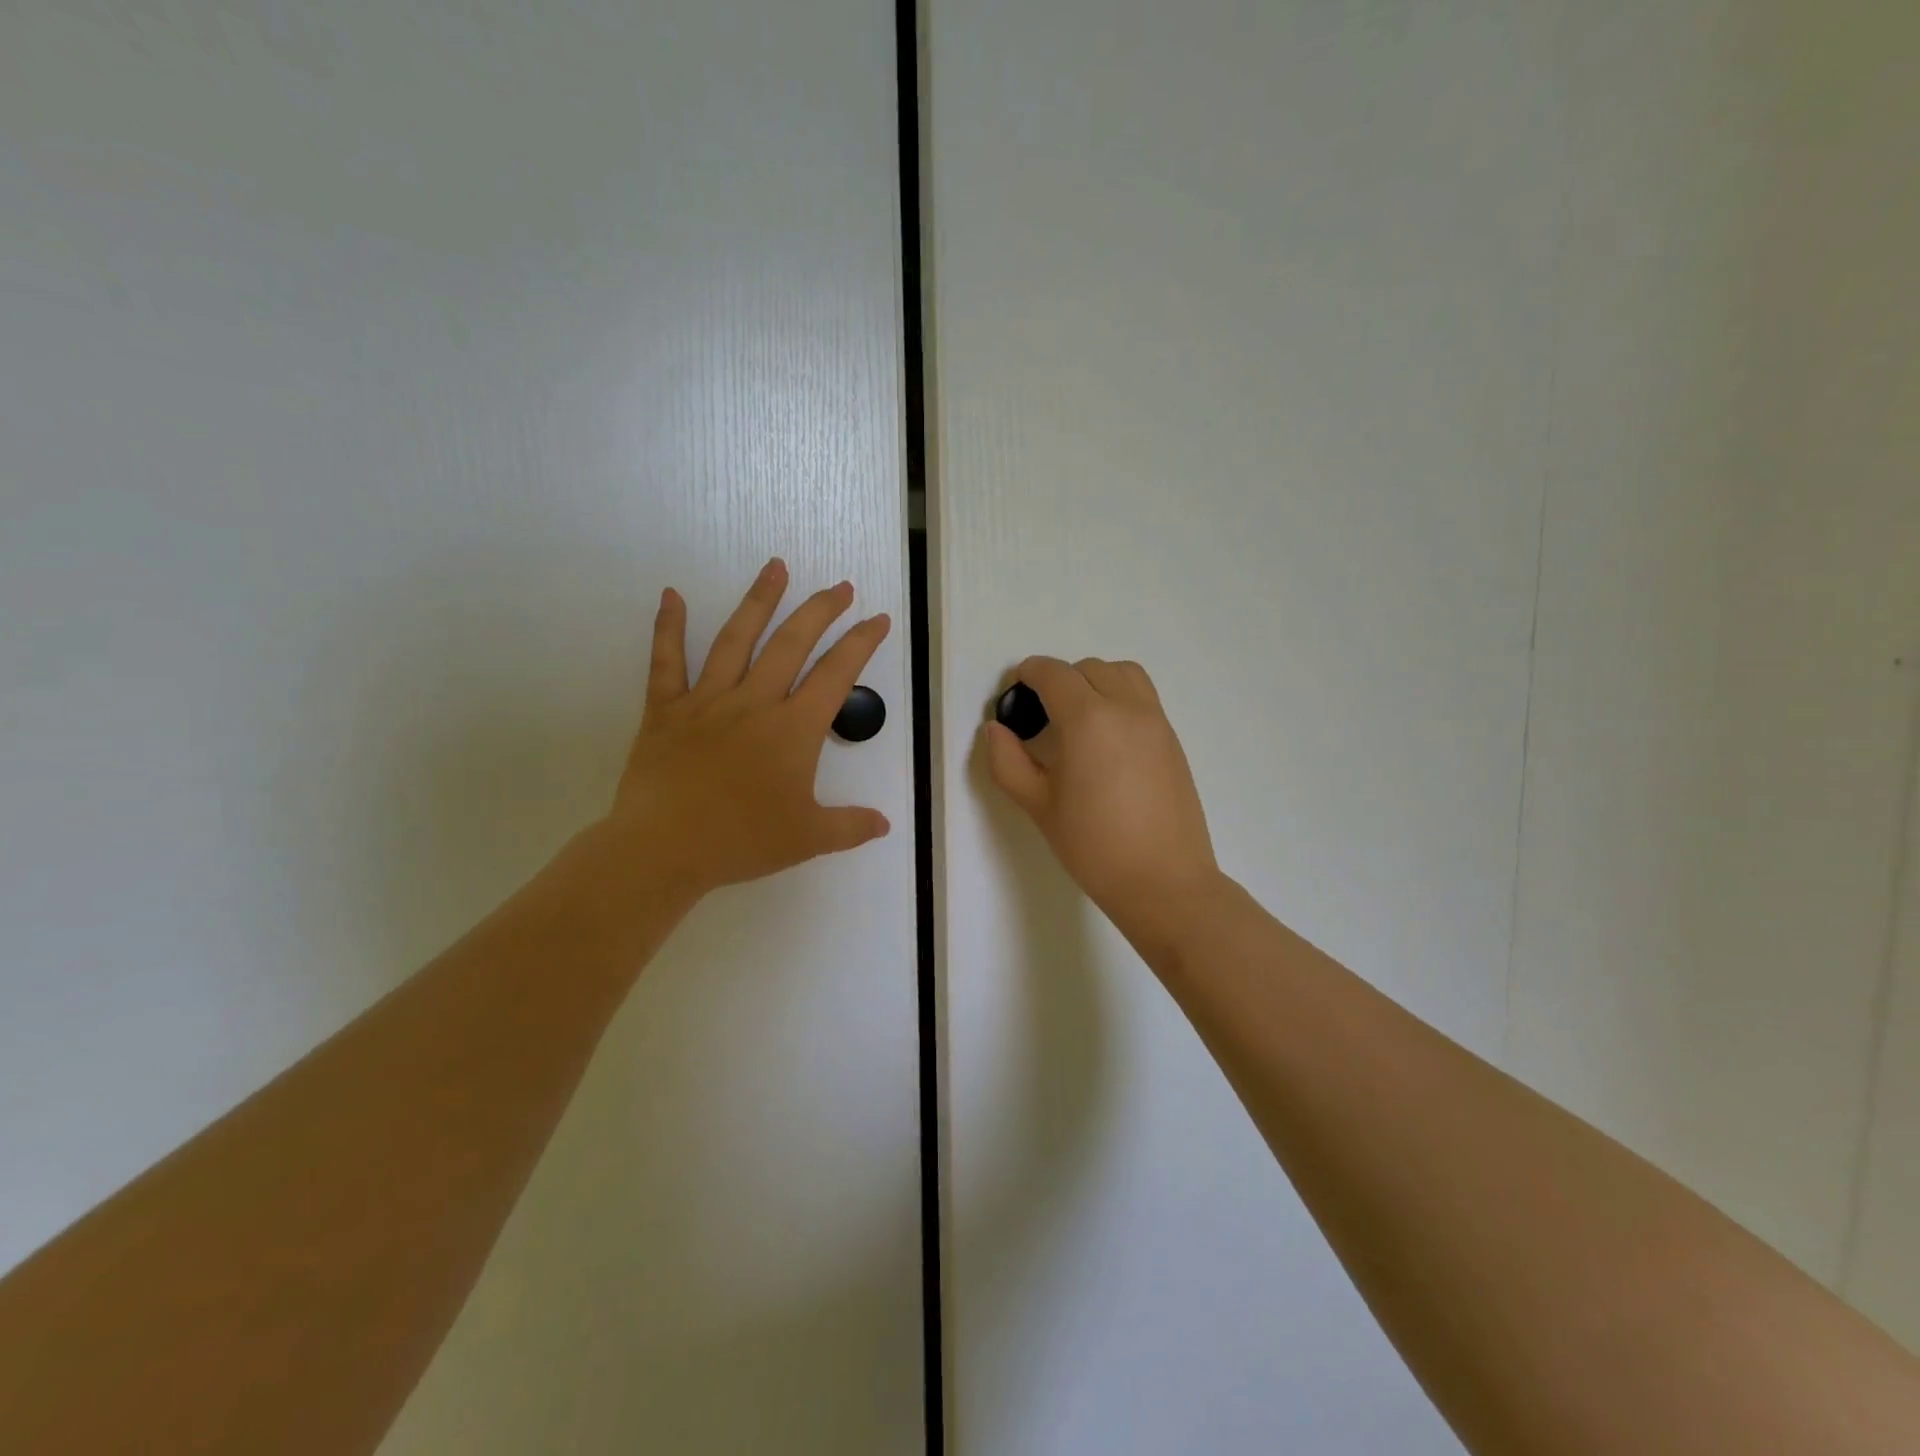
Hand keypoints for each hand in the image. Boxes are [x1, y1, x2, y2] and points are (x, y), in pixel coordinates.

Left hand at [597, 558, 891, 903]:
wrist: (664, 849)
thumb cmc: (741, 841)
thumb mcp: (808, 839)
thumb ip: (850, 826)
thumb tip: (885, 823)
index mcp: (794, 729)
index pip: (837, 675)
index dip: (861, 643)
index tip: (878, 618)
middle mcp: (755, 702)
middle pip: (792, 643)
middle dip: (820, 610)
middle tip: (840, 586)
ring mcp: (707, 701)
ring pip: (736, 639)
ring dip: (759, 600)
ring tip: (775, 567)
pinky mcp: (666, 710)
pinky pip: (666, 661)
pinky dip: (667, 627)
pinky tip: (670, 594)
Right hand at [984, 656, 1218, 956]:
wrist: (1163, 881)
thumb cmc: (1093, 846)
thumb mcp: (1038, 805)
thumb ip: (1008, 761)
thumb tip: (996, 729)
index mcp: (1088, 719)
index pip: (1053, 674)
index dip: (1028, 674)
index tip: (1014, 692)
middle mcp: (1126, 708)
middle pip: (1088, 669)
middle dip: (1060, 680)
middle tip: (1042, 714)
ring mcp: (1155, 721)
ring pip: (1122, 673)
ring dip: (1095, 681)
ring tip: (1079, 717)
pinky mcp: (1172, 739)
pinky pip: (1143, 697)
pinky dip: (1120, 697)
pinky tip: (1106, 739)